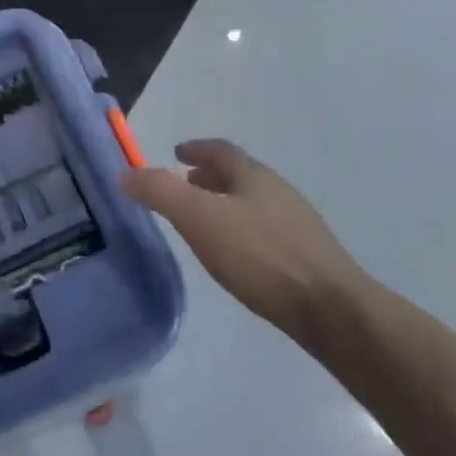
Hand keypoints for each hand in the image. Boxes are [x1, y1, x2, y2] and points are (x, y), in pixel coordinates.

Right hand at [121, 139, 360, 342]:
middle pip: (239, 173)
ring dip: (227, 201)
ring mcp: (296, 222)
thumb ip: (161, 193)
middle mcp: (278, 190)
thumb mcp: (200, 219)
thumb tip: (126, 172)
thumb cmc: (260, 255)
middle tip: (186, 184)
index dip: (196, 148)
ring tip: (206, 220)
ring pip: (253, 201)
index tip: (176, 152)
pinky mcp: (306, 253)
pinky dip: (243, 227)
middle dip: (210, 175)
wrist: (329, 307)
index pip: (220, 150)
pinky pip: (265, 227)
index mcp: (253, 175)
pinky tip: (237, 253)